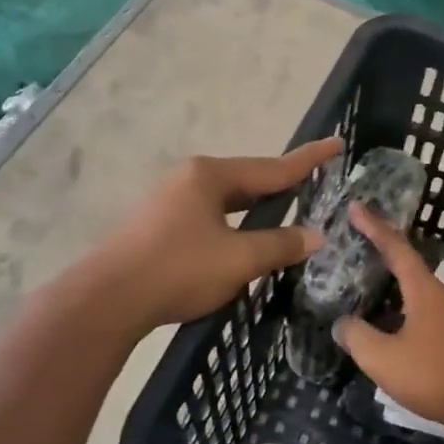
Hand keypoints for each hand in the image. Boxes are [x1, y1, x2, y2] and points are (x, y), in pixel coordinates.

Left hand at [93, 137, 342, 332]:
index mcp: (210, 176)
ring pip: (226, 202)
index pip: (272, 167)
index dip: (308, 159)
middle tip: (313, 186)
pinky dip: (233, 225)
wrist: (107, 299)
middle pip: (247, 181)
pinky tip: (241, 241)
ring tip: (284, 214)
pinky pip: (209, 218)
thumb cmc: (179, 269)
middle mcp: (189, 179)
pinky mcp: (158, 226)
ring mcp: (169, 201)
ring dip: (255, 210)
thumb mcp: (239, 259)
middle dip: (280, 186)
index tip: (336, 143)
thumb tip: (315, 236)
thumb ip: (280, 245)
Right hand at [334, 205, 443, 443]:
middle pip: (410, 268)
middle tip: (357, 248)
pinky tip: (391, 333)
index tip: (356, 207)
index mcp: (425, 291)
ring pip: (418, 295)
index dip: (374, 227)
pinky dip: (404, 313)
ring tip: (367, 293)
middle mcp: (443, 297)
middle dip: (383, 256)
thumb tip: (343, 324)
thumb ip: (357, 337)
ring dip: (393, 290)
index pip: (397, 248)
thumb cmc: (436, 376)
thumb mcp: (383, 359)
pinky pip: (426, 315)